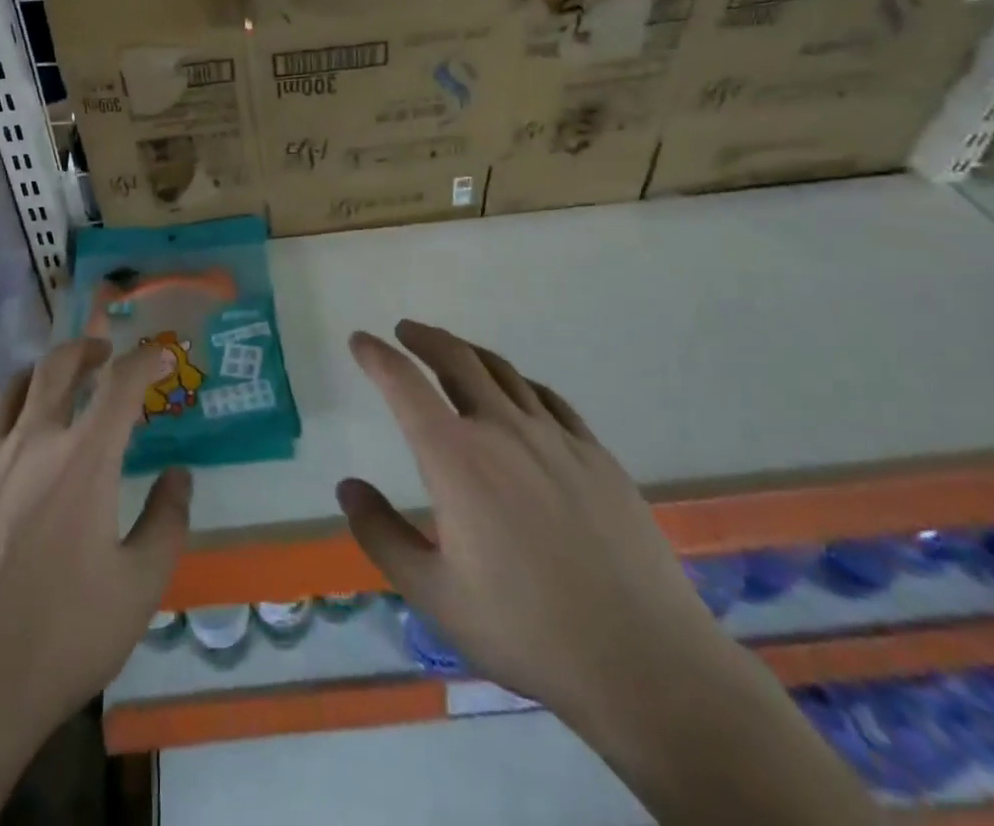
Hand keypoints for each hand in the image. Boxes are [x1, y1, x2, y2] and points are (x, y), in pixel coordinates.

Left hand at [0, 338, 189, 822]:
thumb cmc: (58, 641)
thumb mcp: (138, 590)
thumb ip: (167, 523)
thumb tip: (179, 475)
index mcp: (83, 459)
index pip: (121, 382)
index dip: (145, 358)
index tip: (160, 354)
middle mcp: (31, 443)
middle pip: (57, 365)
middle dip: (86, 348)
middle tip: (103, 355)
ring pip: (11, 389)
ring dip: (41, 375)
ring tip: (56, 385)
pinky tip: (4, 439)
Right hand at [336, 321, 729, 727]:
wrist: (645, 662)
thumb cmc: (526, 630)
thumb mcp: (433, 594)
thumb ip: (381, 535)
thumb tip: (348, 487)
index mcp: (455, 456)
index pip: (404, 383)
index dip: (376, 355)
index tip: (360, 340)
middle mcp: (502, 429)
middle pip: (456, 358)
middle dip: (424, 338)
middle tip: (406, 332)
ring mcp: (555, 437)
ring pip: (503, 371)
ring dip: (468, 352)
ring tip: (453, 352)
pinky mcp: (596, 455)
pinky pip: (549, 399)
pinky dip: (520, 383)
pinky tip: (519, 394)